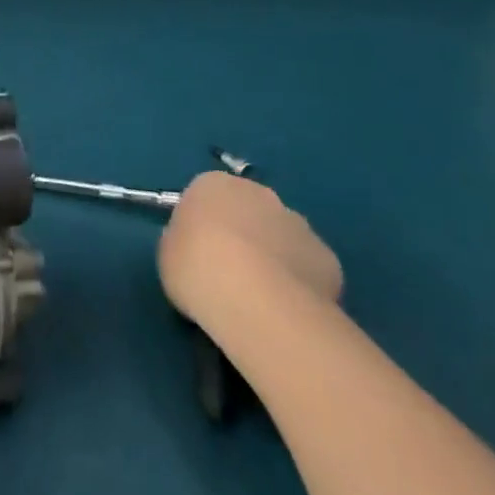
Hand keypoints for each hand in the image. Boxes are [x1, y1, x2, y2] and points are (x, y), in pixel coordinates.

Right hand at [157, 172, 343, 332]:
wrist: (254, 300)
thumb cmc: (196, 268)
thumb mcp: (167, 254)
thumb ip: (182, 242)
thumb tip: (197, 248)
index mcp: (213, 184)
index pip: (205, 196)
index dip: (202, 226)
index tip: (197, 254)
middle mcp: (259, 193)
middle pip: (248, 211)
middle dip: (242, 235)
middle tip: (229, 274)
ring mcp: (297, 223)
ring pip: (281, 237)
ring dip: (273, 257)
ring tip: (260, 298)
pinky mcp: (326, 257)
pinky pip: (307, 267)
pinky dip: (299, 283)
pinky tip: (287, 310)